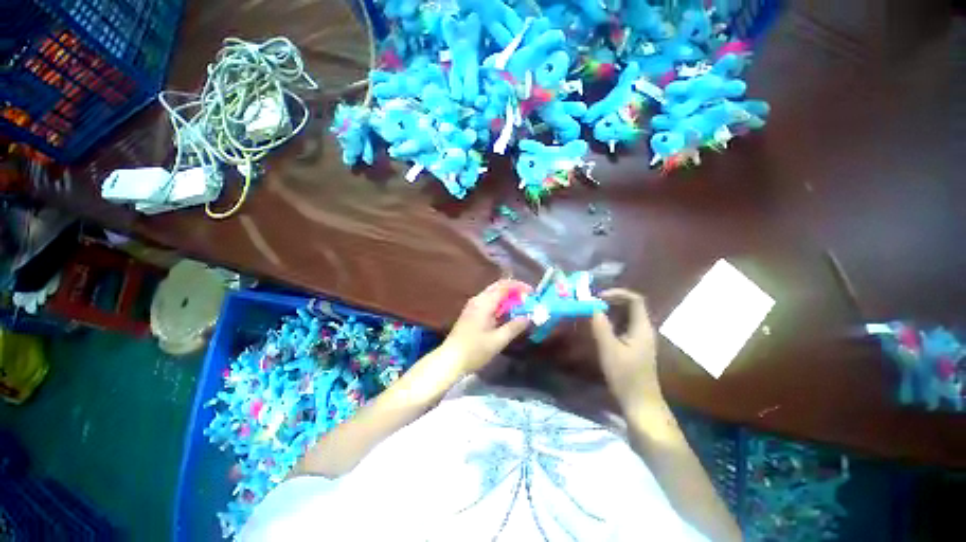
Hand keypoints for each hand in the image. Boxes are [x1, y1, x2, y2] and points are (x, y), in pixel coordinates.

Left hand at [438, 280, 530, 376]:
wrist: (450, 359)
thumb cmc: (474, 350)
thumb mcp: (498, 340)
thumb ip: (514, 327)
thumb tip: (528, 317)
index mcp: (484, 303)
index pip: (504, 286)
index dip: (520, 286)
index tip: (532, 293)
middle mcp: (478, 299)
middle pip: (498, 287)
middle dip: (514, 290)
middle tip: (527, 299)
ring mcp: (473, 305)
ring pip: (493, 294)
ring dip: (507, 298)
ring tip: (520, 307)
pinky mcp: (471, 313)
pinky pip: (488, 302)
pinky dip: (500, 304)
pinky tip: (506, 315)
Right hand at [590, 289, 661, 408]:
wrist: (640, 402)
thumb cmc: (626, 376)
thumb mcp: (609, 350)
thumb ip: (601, 326)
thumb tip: (592, 307)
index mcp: (642, 327)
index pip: (635, 299)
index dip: (617, 293)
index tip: (598, 297)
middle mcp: (643, 328)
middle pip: (630, 305)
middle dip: (610, 301)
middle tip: (591, 303)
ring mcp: (640, 337)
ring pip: (625, 315)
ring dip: (609, 311)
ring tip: (591, 312)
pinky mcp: (634, 345)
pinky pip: (622, 325)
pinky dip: (610, 321)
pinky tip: (598, 327)